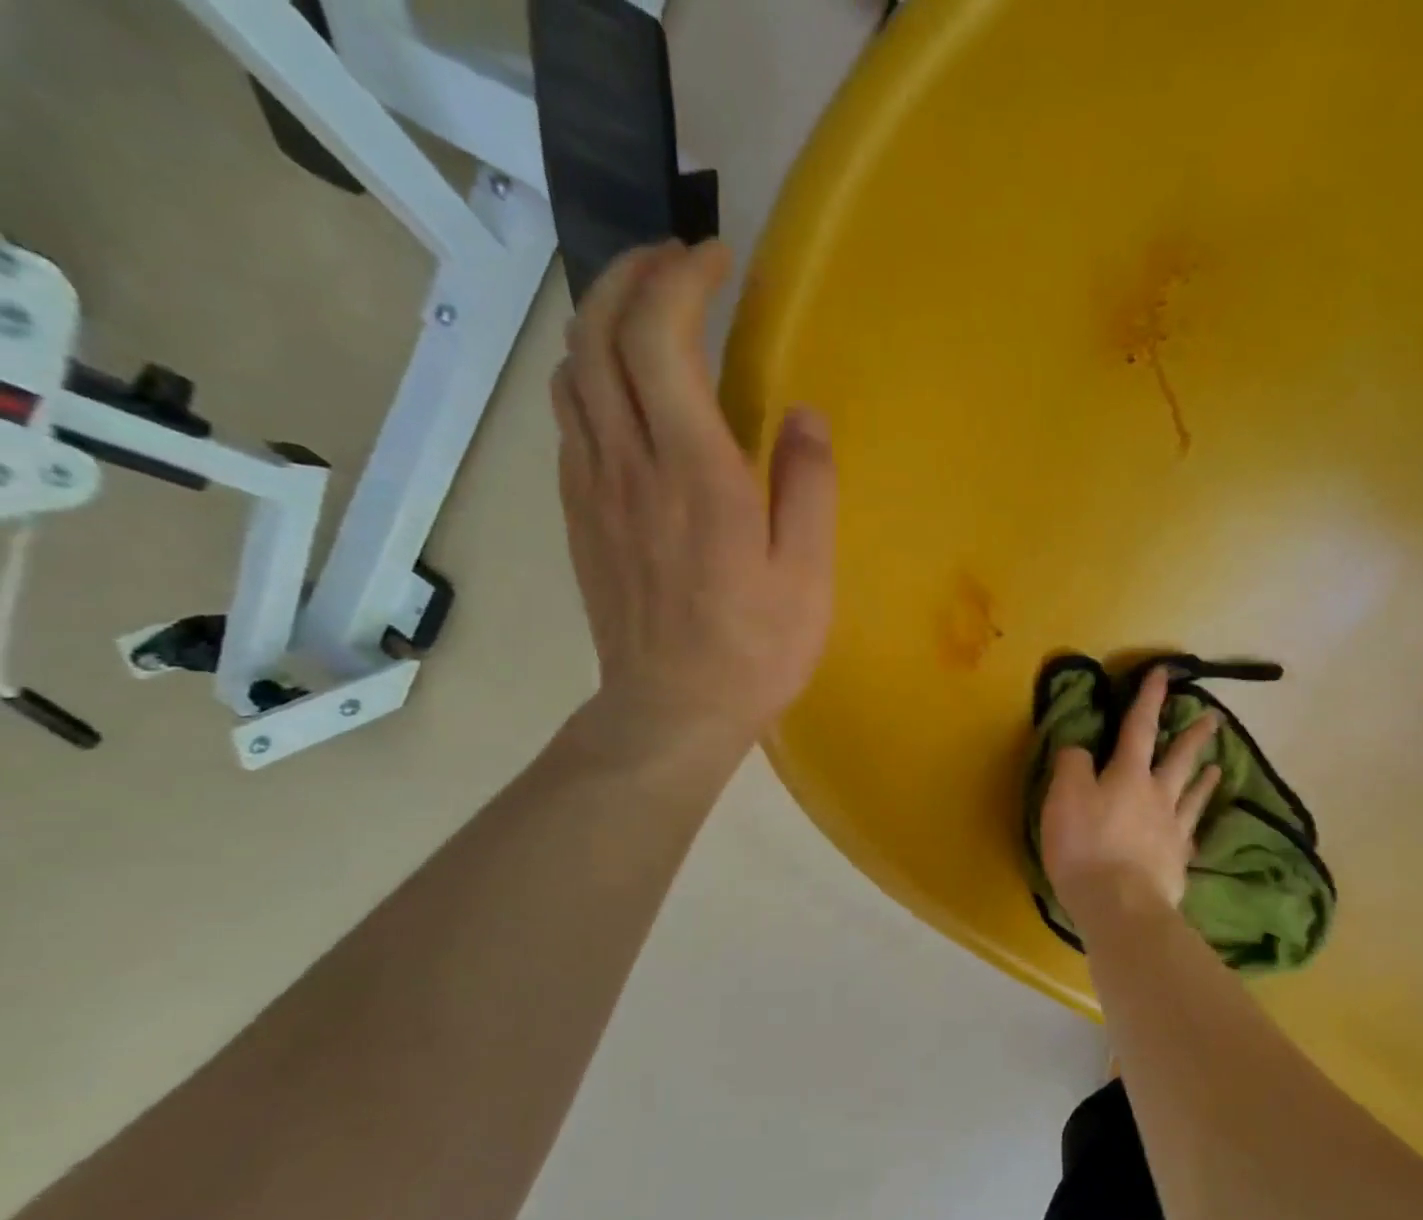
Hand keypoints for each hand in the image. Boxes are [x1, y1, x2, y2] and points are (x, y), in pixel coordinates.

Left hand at [550, 241, 837, 766]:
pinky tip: (622, 391)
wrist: (671, 712)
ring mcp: (593, 489)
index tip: (718, 260)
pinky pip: (570, 420)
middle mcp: (630, 463)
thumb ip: (808, 487)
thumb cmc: (753, 650)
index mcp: (695, 473)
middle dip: (633, 274)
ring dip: (602, 319)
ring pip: (572, 370)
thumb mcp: (807, 577)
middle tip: (678, 264)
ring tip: (646, 313)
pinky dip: (590, 377)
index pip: (662, 335)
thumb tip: (804, 414)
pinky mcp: (579, 516)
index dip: (683, 277)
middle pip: (599, 332)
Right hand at [1041, 667, 1221, 928]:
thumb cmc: (1086, 845)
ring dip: (1203, 779)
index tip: (1163, 674)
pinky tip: (1197, 830)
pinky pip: (1190, 837)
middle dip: (1193, 736)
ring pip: (1192, 797)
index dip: (1149, 699)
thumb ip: (1072, 765)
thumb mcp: (1063, 797)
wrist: (1119, 904)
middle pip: (1178, 760)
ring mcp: (1172, 831)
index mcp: (1128, 775)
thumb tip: (1080, 747)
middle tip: (1214, 718)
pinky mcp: (1176, 863)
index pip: (1139, 727)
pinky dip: (1195, 827)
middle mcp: (1157, 796)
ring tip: (1217, 768)